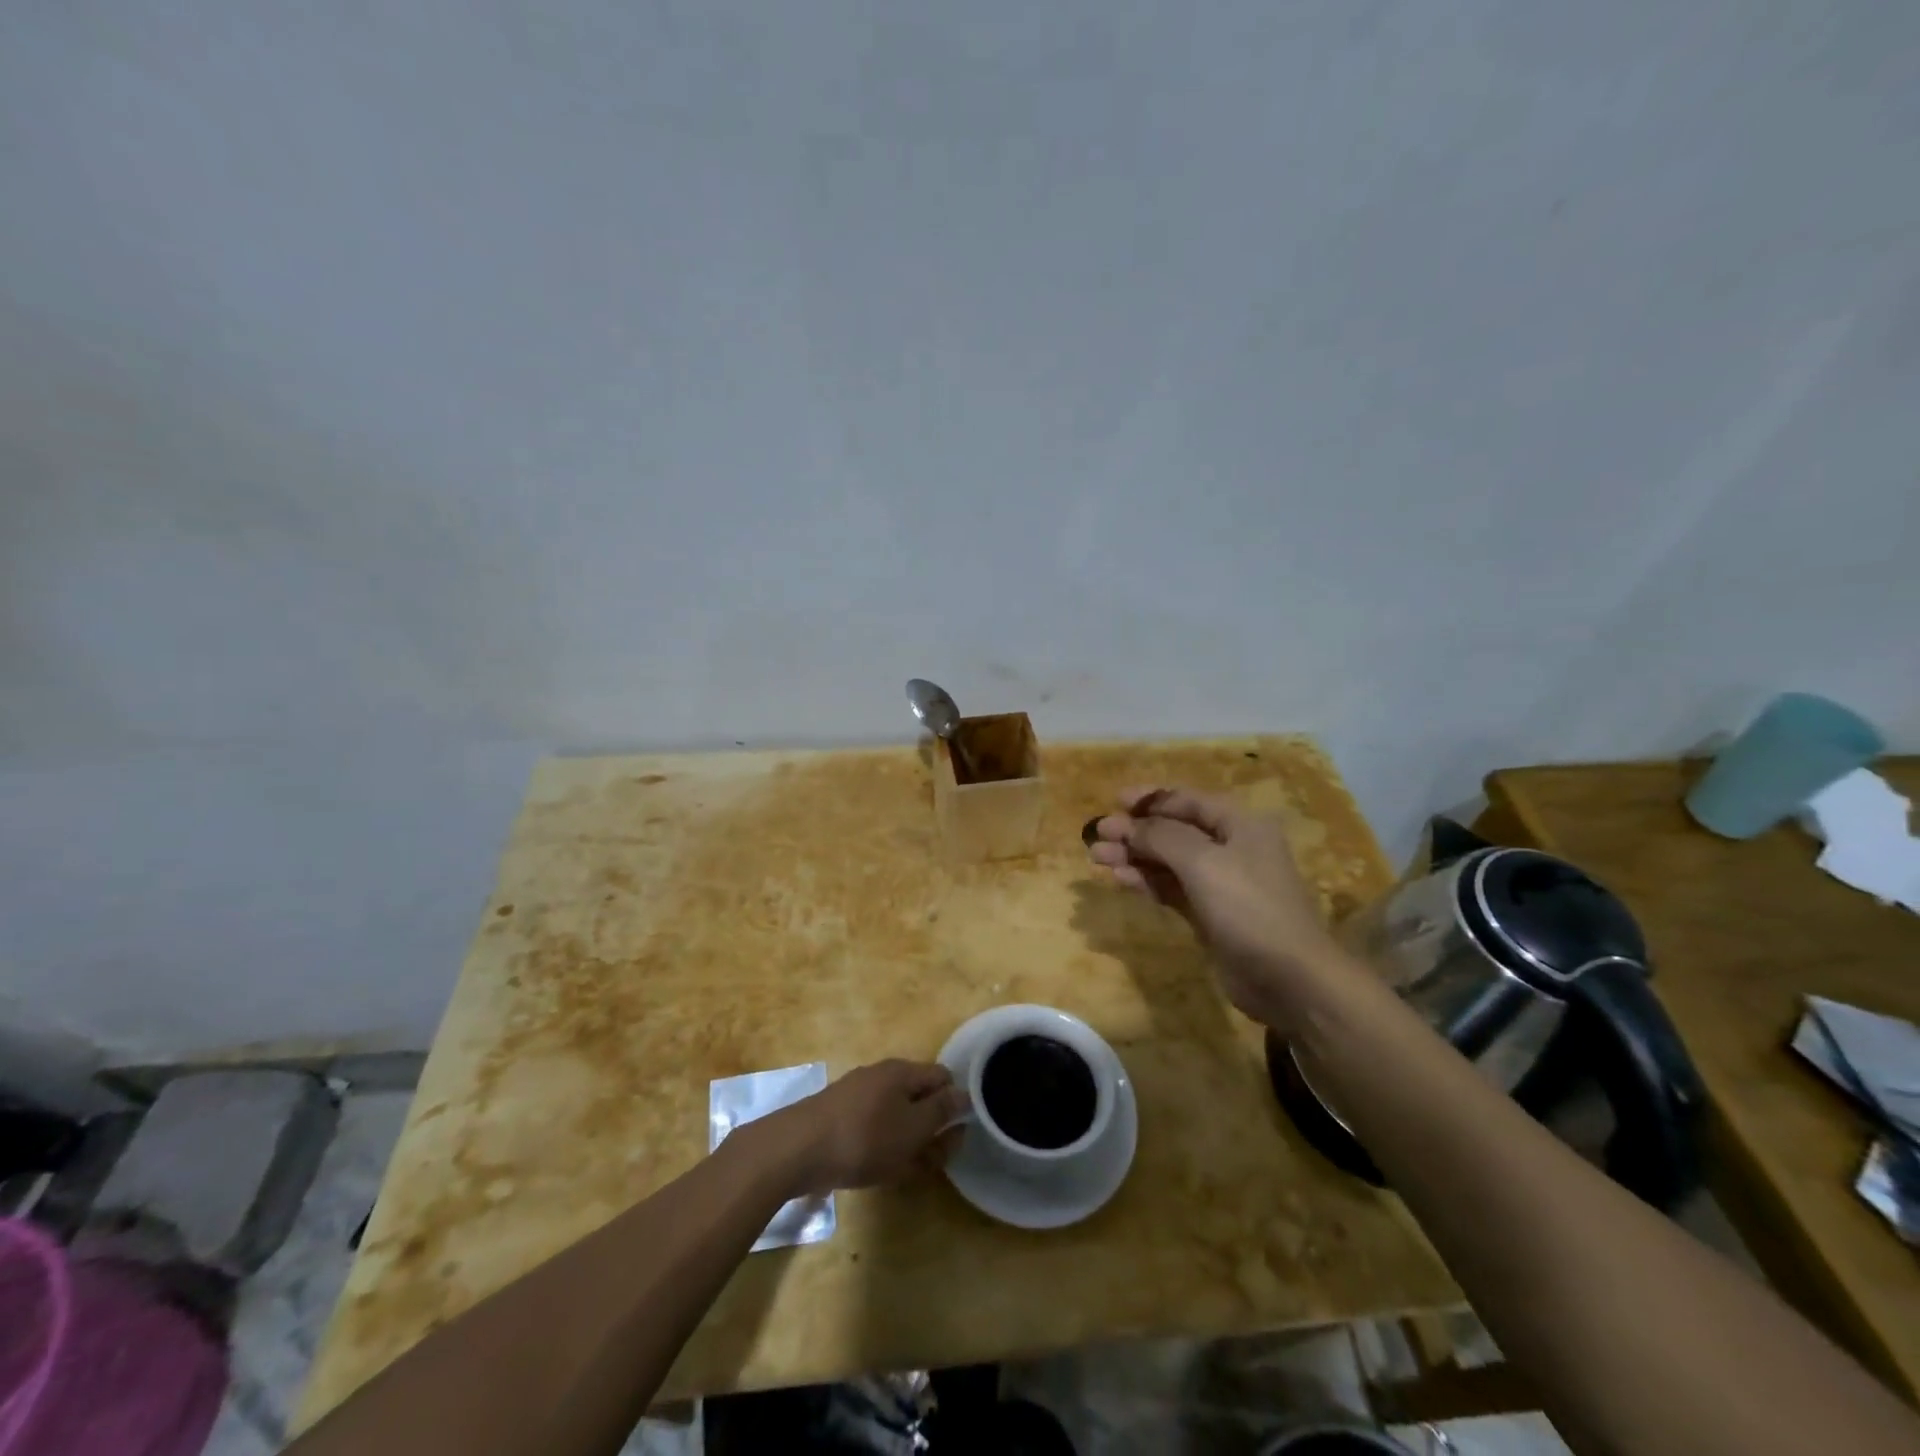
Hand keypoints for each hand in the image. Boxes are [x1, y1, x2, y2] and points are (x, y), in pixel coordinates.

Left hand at [759, 1060, 965, 1195]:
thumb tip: (964, 1094)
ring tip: (910, 1171)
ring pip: (895, 1115)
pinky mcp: (839, 1117)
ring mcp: (857, 1095)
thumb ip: (941, 1111)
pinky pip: (874, 1127)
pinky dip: (884, 1146)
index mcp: (902, 1071)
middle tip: (936, 1160)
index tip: (957, 1134)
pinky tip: (881, 1170)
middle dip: (931, 1127)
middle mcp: (880, 1075)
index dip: (955, 1102)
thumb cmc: (864, 1137)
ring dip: (908, 1141)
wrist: (797, 1150)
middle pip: (918, 1096)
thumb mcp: (913, 1128)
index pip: (942, 1076)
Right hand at [1088, 786, 1349, 1025]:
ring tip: (1098, 858)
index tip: (1114, 802)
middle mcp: (1231, 847)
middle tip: (1097, 836)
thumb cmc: (1249, 908)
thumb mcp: (1203, 862)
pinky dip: (1147, 881)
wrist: (1290, 979)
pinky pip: (1172, 888)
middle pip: (1174, 830)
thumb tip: (1128, 825)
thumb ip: (1161, 836)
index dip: (1150, 799)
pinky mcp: (1211, 914)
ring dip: (1135, 856)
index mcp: (1239, 824)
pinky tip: (1121, 879)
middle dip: (1135, 831)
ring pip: (1169, 860)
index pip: (1187, 800)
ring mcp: (1221, 883)